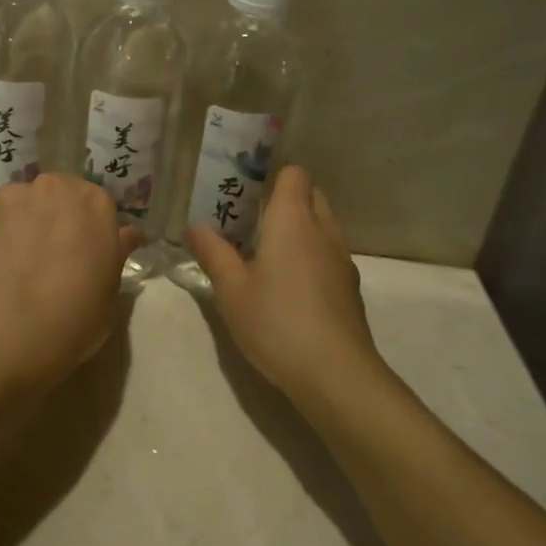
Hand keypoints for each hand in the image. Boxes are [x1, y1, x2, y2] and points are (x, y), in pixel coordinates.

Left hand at [0, 173, 144, 391]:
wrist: (7, 331)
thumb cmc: (74, 315)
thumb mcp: (111, 292)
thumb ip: (116, 254)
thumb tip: (127, 235)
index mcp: (93, 202)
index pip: (96, 204)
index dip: (90, 229)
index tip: (86, 254)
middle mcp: (51, 188)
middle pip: (56, 195)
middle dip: (54, 218)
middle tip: (51, 257)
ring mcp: (8, 200)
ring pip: (19, 206)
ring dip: (21, 226)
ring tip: (16, 266)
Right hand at [187, 165, 382, 404]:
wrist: (335, 372)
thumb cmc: (276, 322)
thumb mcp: (232, 290)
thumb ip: (213, 253)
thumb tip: (195, 226)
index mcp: (293, 219)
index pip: (294, 173)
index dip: (272, 177)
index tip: (246, 195)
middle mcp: (323, 229)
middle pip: (311, 195)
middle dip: (285, 201)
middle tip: (251, 224)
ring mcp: (342, 258)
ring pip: (323, 225)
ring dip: (300, 230)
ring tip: (267, 255)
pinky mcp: (350, 287)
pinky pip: (329, 253)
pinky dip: (312, 256)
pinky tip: (290, 287)